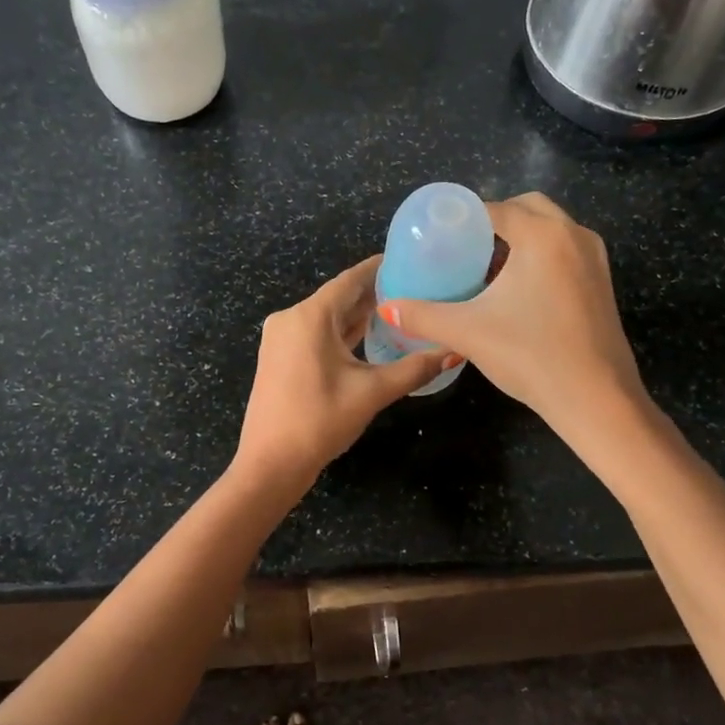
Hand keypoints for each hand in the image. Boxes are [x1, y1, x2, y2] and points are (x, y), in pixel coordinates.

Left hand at [234, 257, 449, 493]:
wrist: (270, 464)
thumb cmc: (320, 421)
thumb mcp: (371, 393)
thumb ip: (413, 368)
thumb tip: (453, 352)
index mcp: (309, 317)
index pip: (350, 280)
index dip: (379, 269)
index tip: (409, 261)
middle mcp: (291, 318)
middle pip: (338, 297)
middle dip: (374, 294)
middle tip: (415, 289)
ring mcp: (281, 338)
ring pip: (327, 317)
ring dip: (358, 315)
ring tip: (399, 310)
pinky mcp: (279, 356)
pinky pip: (315, 333)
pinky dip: (341, 332)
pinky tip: (368, 336)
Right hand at [378, 193, 644, 438]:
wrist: (596, 399)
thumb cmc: (530, 355)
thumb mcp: (467, 332)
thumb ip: (422, 315)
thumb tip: (387, 307)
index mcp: (543, 235)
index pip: (496, 208)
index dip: (464, 218)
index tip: (439, 235)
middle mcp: (574, 235)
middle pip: (528, 208)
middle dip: (495, 221)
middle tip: (464, 248)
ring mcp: (594, 258)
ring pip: (551, 230)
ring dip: (520, 239)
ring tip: (486, 268)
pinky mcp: (603, 282)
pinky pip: (565, 251)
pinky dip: (540, 256)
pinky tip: (517, 290)